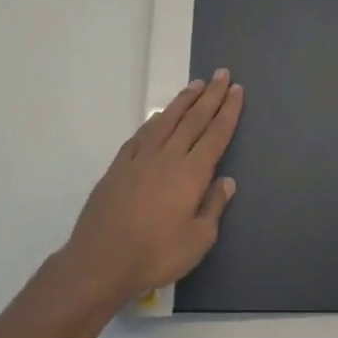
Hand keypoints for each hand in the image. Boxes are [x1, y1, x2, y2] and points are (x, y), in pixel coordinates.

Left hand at [61, 69, 243, 308]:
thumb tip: (226, 181)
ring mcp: (140, 159)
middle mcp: (167, 157)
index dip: (228, 111)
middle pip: (193, 119)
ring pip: (166, 121)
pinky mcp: (118, 167)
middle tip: (222, 74)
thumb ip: (213, 207)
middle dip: (211, 96)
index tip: (237, 90)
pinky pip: (141, 135)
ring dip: (184, 101)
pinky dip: (154, 120)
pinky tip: (159, 115)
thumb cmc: (155, 255)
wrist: (100, 262)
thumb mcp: (198, 240)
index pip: (216, 134)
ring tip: (196, 84)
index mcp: (191, 173)